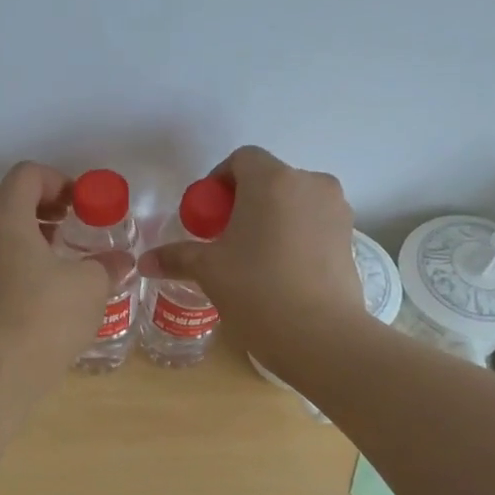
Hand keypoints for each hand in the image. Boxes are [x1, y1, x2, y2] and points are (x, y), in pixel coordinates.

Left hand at [0, 162, 112, 384]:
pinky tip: (38, 276)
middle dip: (33, 200)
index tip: (78, 205)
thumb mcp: (91, 284)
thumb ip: (107, 264)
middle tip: (61, 221)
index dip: (56, 181)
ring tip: (52, 249)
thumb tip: (122, 261)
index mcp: (6, 217)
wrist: (6, 365)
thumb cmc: (49, 314)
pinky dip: (9, 250)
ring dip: (20, 226)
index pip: (26, 175)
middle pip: (0, 194)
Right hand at [144, 146, 365, 356]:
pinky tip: (281, 271)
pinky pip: (314, 223)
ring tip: (254, 256)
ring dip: (272, 218)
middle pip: (270, 179)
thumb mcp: (209, 271)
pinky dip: (295, 235)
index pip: (241, 159)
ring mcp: (336, 210)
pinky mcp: (350, 237)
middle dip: (244, 201)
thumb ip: (176, 257)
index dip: (218, 181)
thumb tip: (144, 262)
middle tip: (225, 238)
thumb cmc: (257, 290)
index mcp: (272, 180)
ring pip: (295, 201)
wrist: (320, 335)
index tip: (207, 216)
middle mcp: (310, 184)